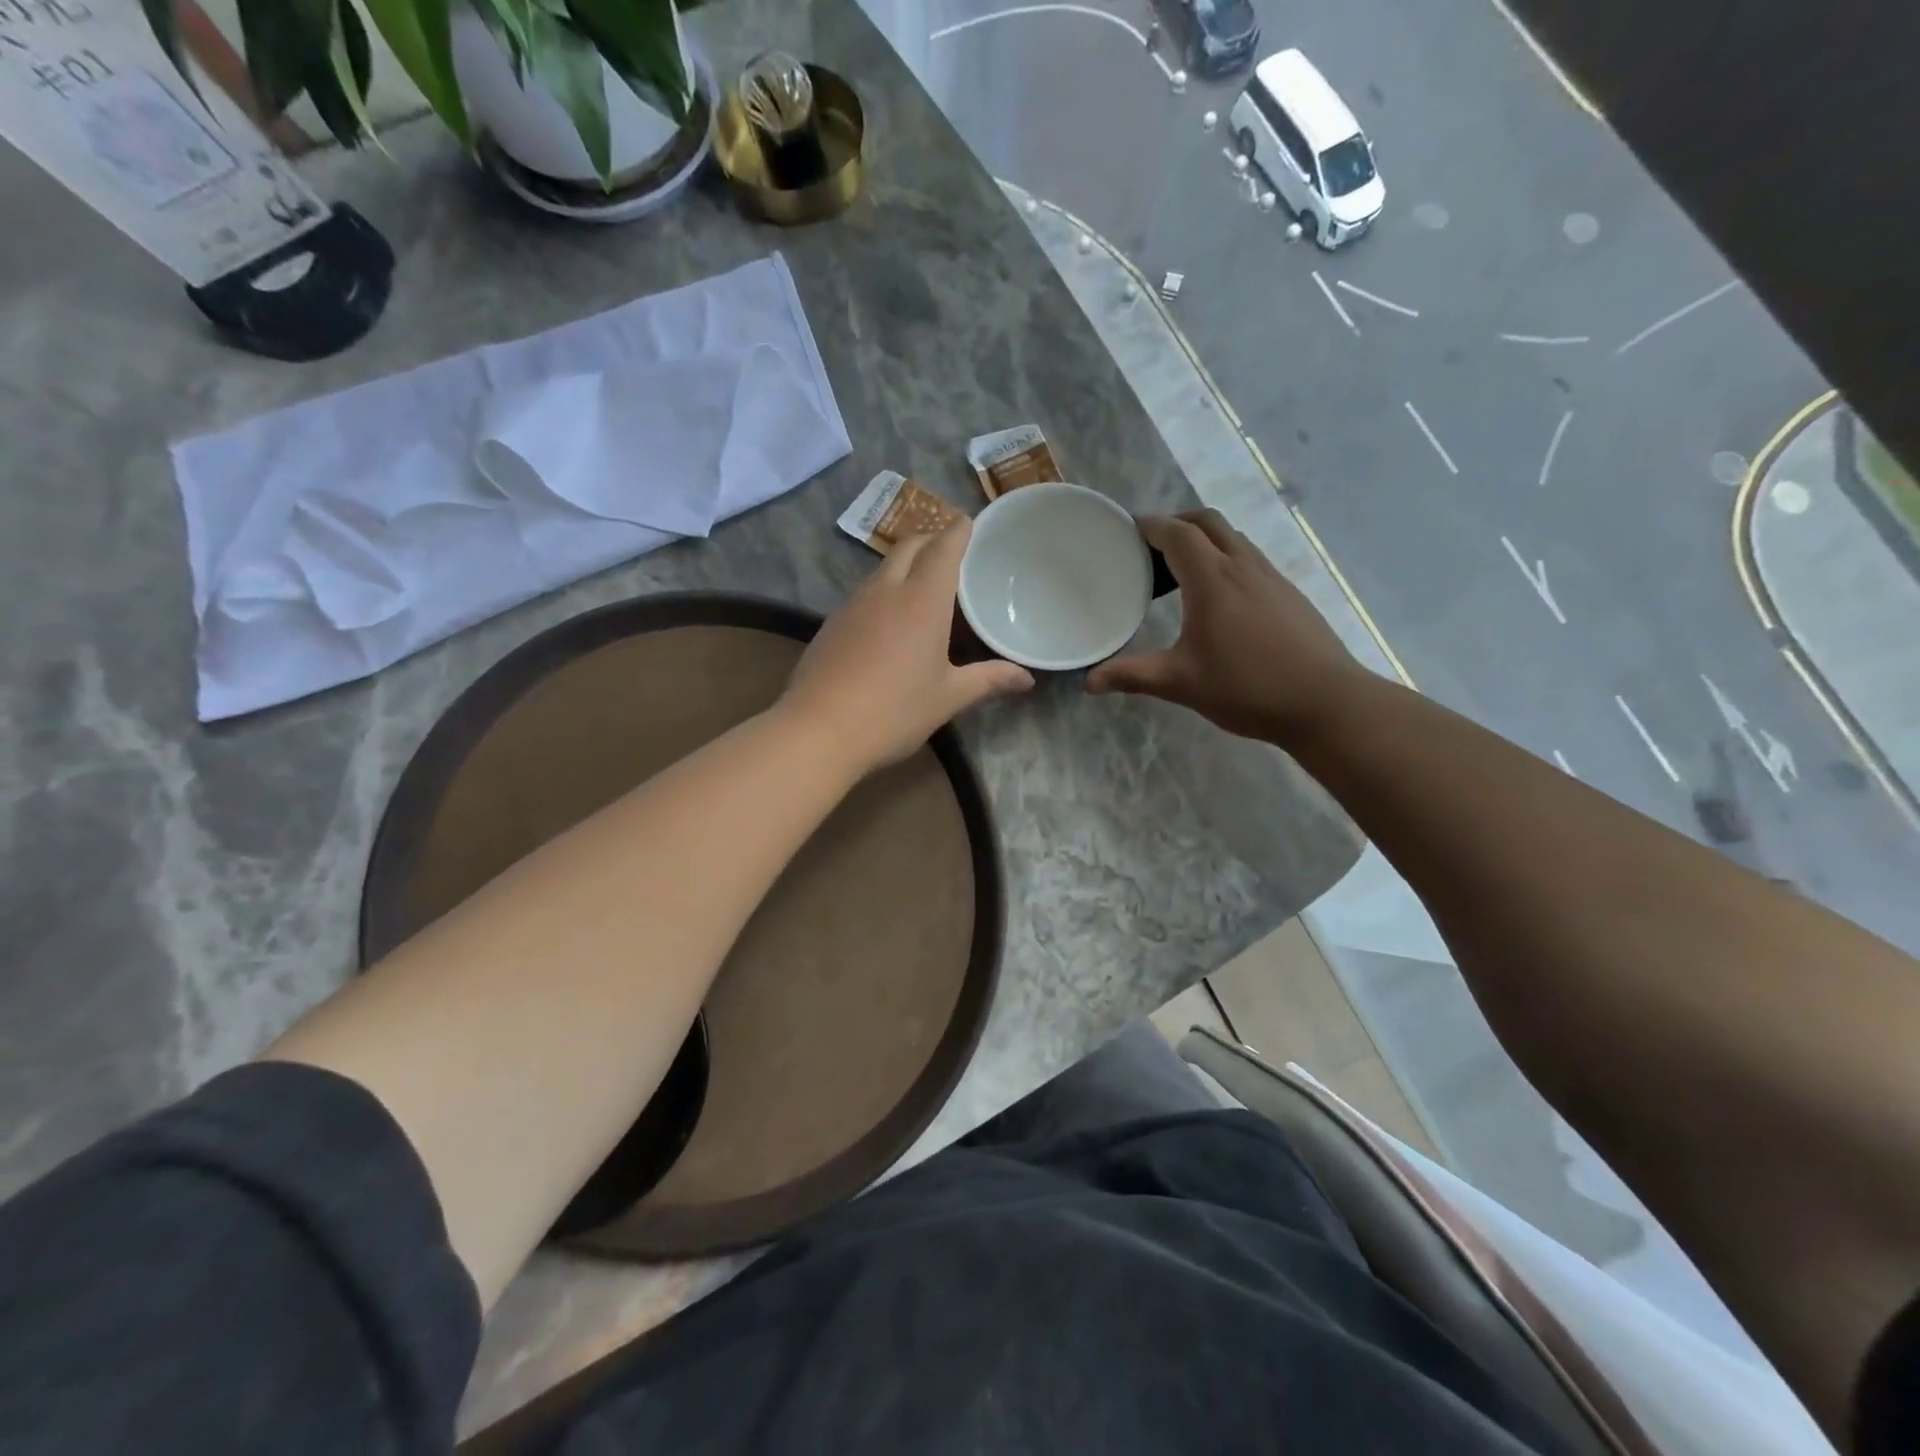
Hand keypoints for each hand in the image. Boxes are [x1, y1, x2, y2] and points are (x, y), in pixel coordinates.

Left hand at [783, 521, 1034, 771]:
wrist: (818, 730)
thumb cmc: (894, 711)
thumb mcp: (948, 698)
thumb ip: (989, 680)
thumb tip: (1027, 679)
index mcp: (922, 600)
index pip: (943, 548)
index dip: (958, 531)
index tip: (970, 523)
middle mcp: (885, 591)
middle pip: (909, 547)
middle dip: (931, 540)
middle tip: (950, 552)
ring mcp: (852, 605)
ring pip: (882, 569)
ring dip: (904, 565)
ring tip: (923, 584)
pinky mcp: (831, 624)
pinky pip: (863, 594)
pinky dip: (882, 591)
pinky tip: (887, 621)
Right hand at [1087, 510, 1361, 742]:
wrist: (1325, 702)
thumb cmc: (1247, 688)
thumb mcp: (1181, 683)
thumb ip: (1132, 676)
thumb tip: (1088, 682)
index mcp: (1213, 579)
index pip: (1177, 533)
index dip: (1150, 525)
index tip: (1126, 530)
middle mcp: (1243, 566)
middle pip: (1208, 522)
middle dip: (1176, 522)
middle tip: (1149, 545)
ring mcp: (1271, 577)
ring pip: (1233, 538)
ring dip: (1203, 539)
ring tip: (1178, 569)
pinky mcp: (1288, 593)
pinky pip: (1249, 558)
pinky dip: (1225, 558)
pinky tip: (1218, 597)